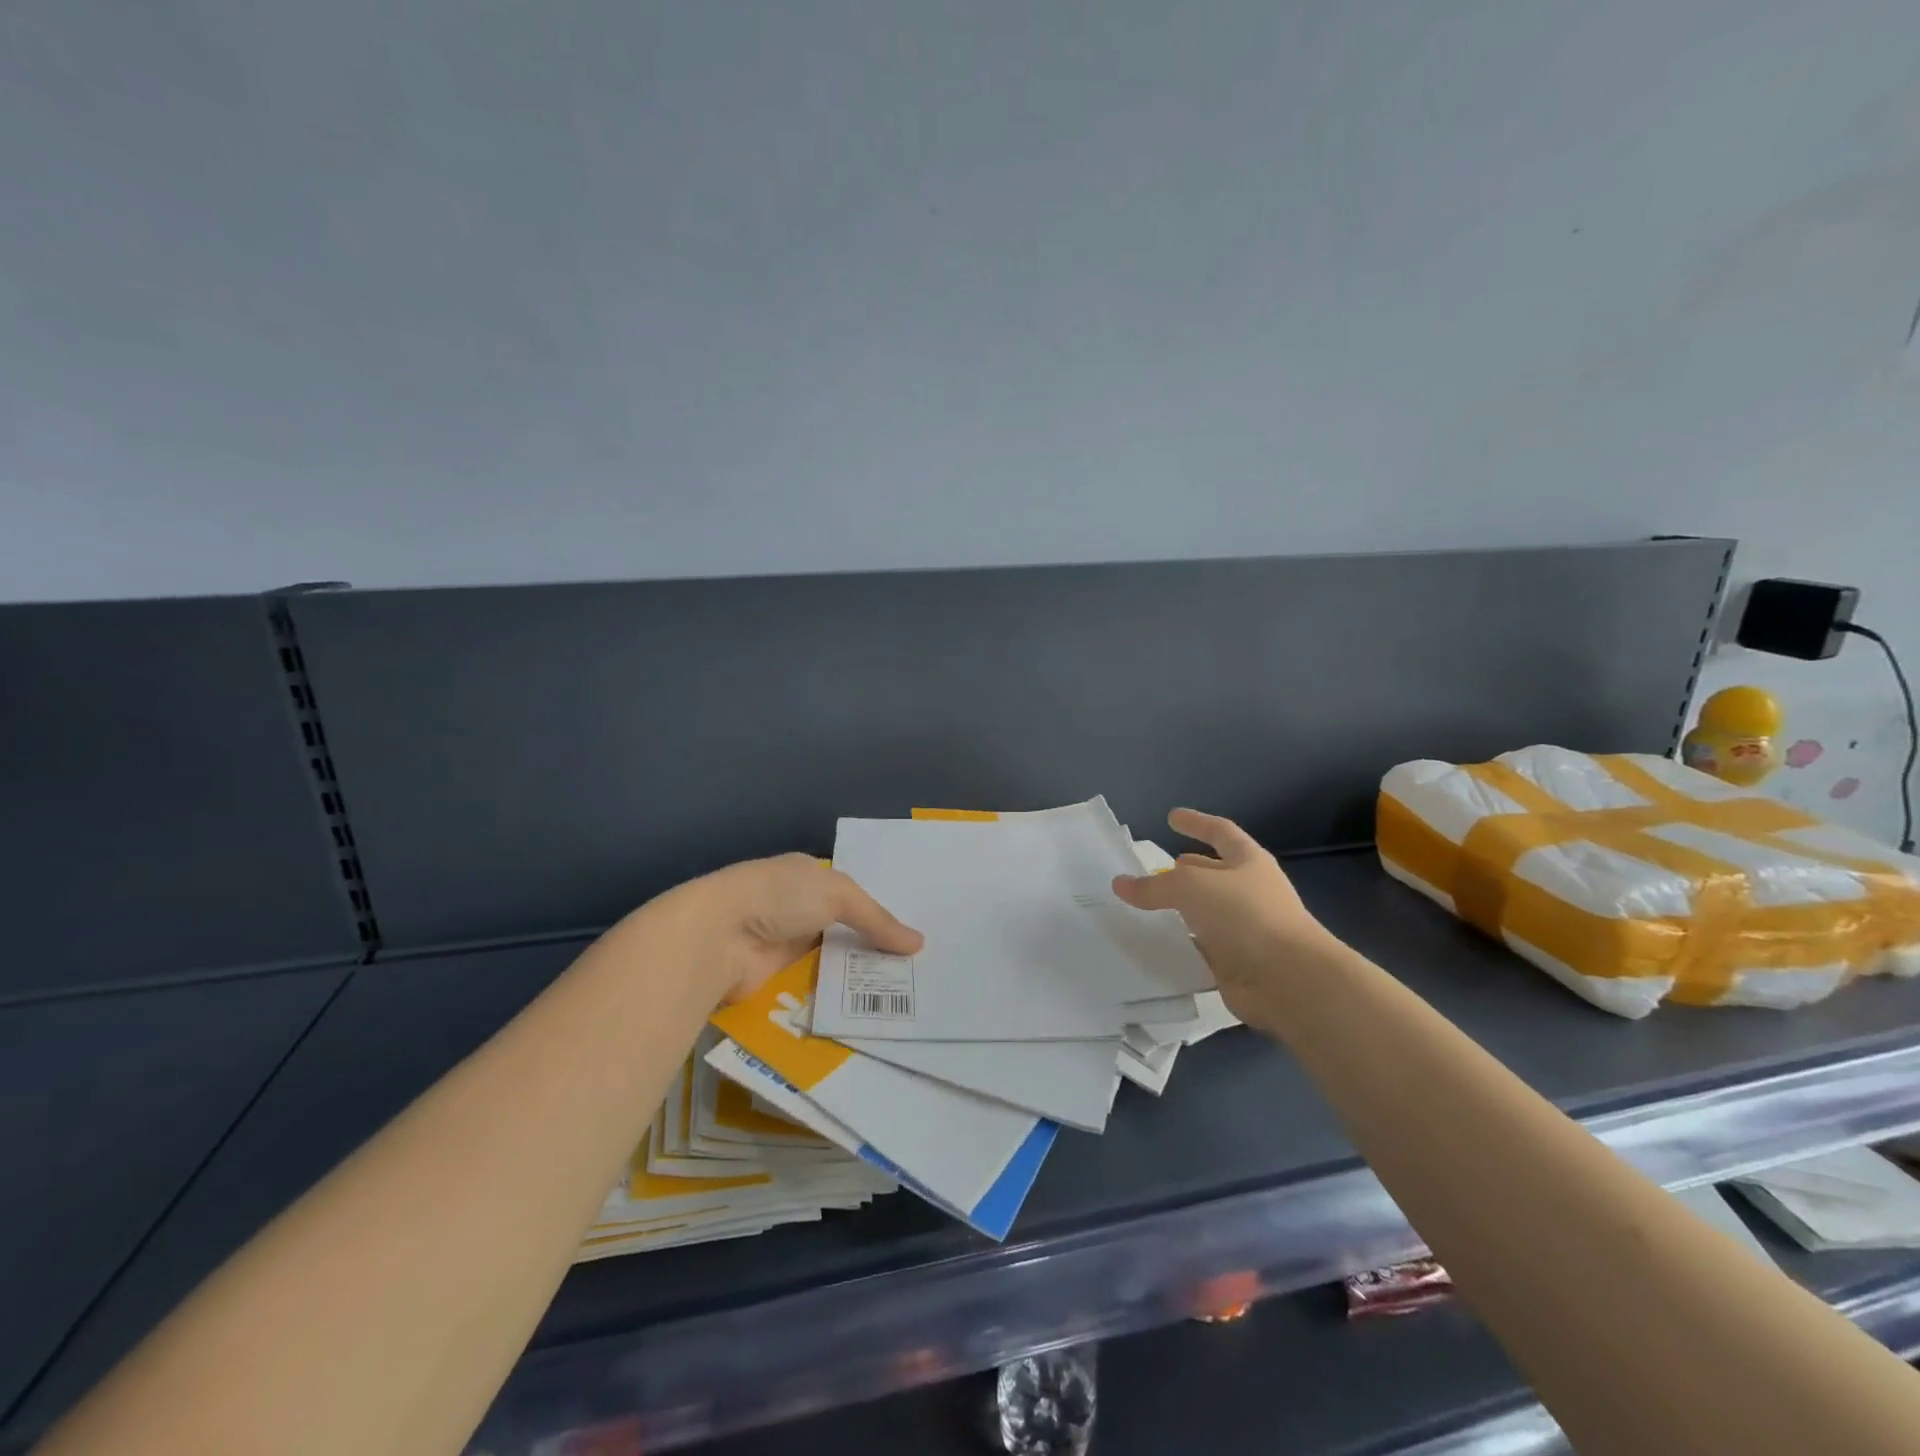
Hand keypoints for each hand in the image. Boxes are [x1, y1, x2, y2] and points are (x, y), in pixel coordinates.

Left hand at [659, 853, 923, 1002]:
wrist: (717, 937)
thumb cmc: (778, 897)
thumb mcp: (837, 894)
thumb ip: (877, 920)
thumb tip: (918, 944)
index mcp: (806, 875)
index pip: (850, 893)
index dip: (879, 911)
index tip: (913, 933)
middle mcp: (795, 908)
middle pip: (843, 930)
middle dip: (873, 948)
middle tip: (919, 971)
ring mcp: (783, 946)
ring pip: (830, 963)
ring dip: (856, 978)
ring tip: (905, 998)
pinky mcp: (773, 980)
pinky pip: (813, 990)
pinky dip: (835, 999)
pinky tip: (868, 1014)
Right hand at [1111, 809, 1335, 1022]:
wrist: (1289, 980)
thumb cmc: (1245, 916)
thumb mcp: (1191, 887)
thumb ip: (1154, 885)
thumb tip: (1120, 883)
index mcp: (1248, 862)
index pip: (1220, 832)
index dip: (1196, 822)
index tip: (1171, 817)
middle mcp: (1249, 891)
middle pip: (1214, 873)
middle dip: (1187, 870)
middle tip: (1155, 870)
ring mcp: (1245, 929)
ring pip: (1206, 913)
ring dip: (1181, 910)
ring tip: (1147, 908)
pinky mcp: (1237, 964)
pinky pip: (1202, 948)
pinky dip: (1181, 945)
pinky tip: (1156, 945)